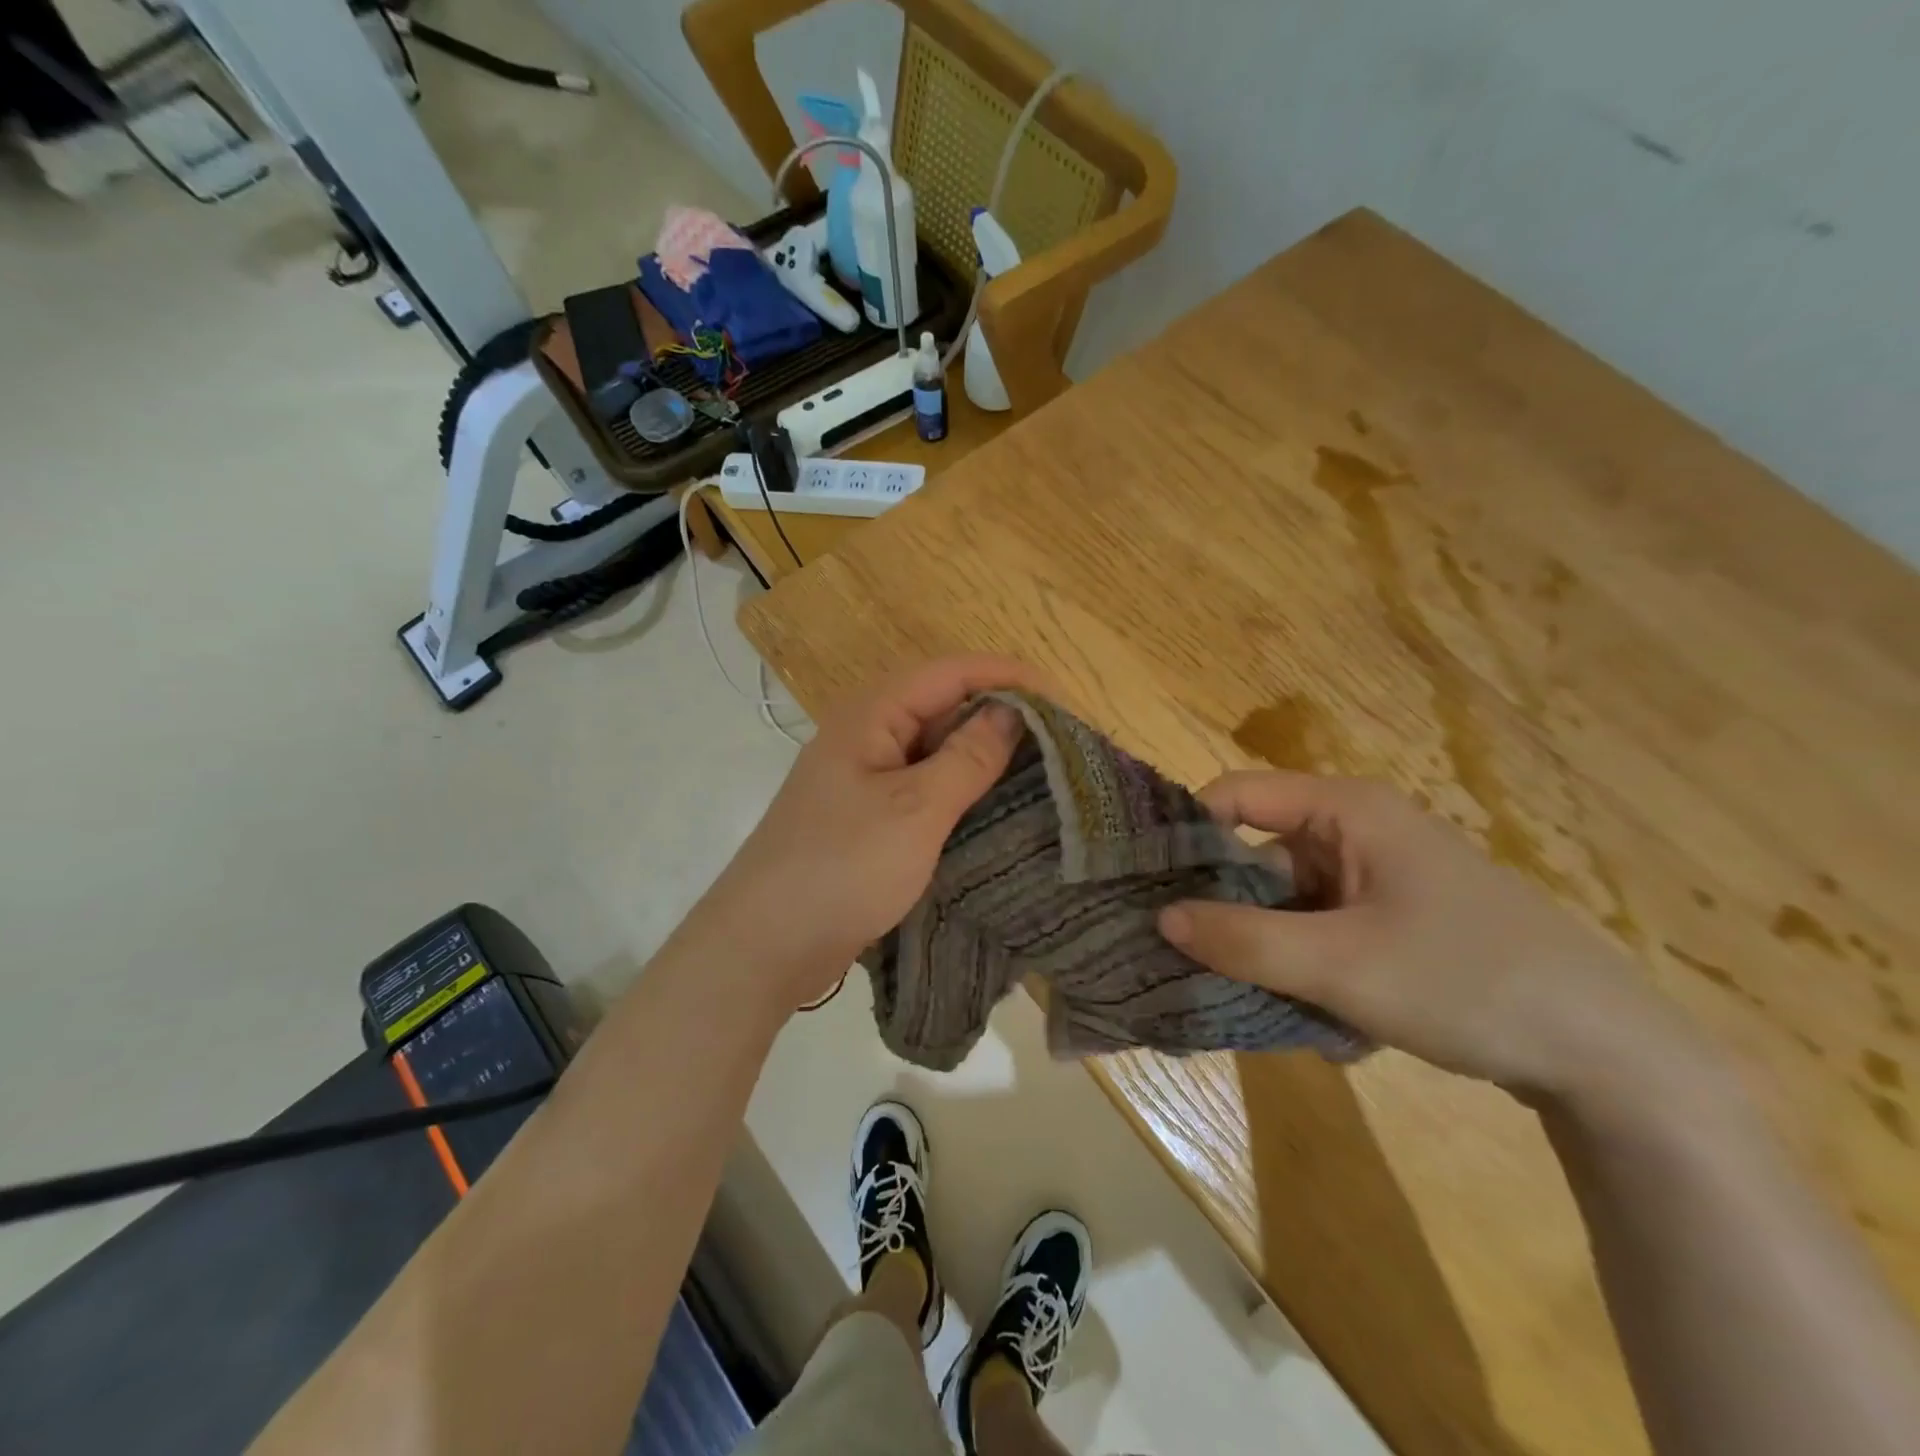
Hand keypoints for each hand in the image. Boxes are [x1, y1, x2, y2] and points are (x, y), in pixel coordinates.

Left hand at [694, 655, 1045, 1011]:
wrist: (767, 944)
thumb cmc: (843, 867)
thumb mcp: (916, 809)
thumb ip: (967, 757)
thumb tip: (1010, 712)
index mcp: (870, 716)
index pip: (949, 673)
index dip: (1005, 677)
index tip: (1061, 699)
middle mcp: (866, 736)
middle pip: (942, 706)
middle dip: (998, 716)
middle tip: (1057, 740)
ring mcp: (864, 779)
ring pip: (934, 750)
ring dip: (981, 756)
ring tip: (1039, 772)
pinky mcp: (868, 817)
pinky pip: (923, 788)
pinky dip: (959, 791)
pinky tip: (994, 808)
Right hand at [1157, 772, 1704, 1104]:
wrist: (1613, 1058)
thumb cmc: (1467, 982)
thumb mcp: (1340, 965)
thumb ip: (1243, 940)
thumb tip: (1161, 918)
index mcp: (1347, 810)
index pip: (1237, 794)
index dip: (1189, 831)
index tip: (1150, 883)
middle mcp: (1359, 831)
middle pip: (1259, 853)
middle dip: (1225, 907)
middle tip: (1188, 957)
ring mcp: (1380, 878)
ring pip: (1289, 902)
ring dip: (1268, 948)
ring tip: (1252, 999)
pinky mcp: (1397, 921)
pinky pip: (1323, 930)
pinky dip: (1306, 967)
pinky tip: (1317, 1017)